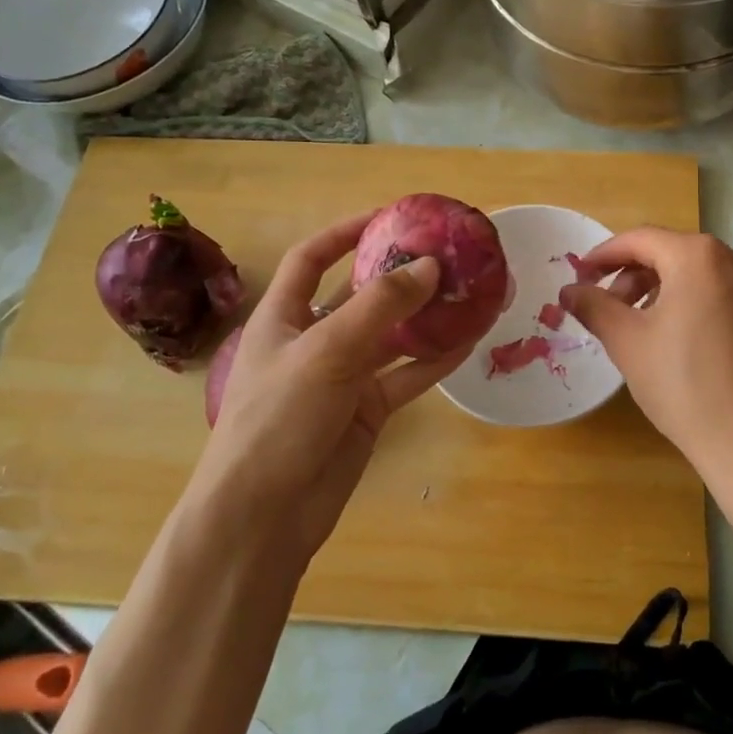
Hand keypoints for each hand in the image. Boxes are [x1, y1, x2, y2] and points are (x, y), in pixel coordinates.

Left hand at [194, 212, 471, 564]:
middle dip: (399, 275)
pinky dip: (434, 360)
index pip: (310, 259)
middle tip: (446, 255)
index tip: (387, 217)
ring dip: (426, 317)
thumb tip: (430, 266)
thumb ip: (380, 306)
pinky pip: (406, 376)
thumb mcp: (326, 351)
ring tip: (468, 293)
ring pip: (391, 336)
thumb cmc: (278, 419)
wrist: (264, 516)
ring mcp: (343, 377)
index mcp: (283, 317)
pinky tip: (468, 342)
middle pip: (360, 295)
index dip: (344, 233)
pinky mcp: (366, 411)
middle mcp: (313, 340)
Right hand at [560, 228, 732, 500]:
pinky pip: (711, 291)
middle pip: (666, 252)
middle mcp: (730, 259)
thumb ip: (594, 306)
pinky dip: (682, 301)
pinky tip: (667, 337)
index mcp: (697, 255)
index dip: (602, 256)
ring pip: (689, 273)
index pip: (638, 240)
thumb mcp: (627, 341)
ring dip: (654, 290)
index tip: (578, 276)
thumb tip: (569, 290)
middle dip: (628, 275)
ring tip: (632, 326)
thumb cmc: (683, 383)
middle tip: (602, 308)